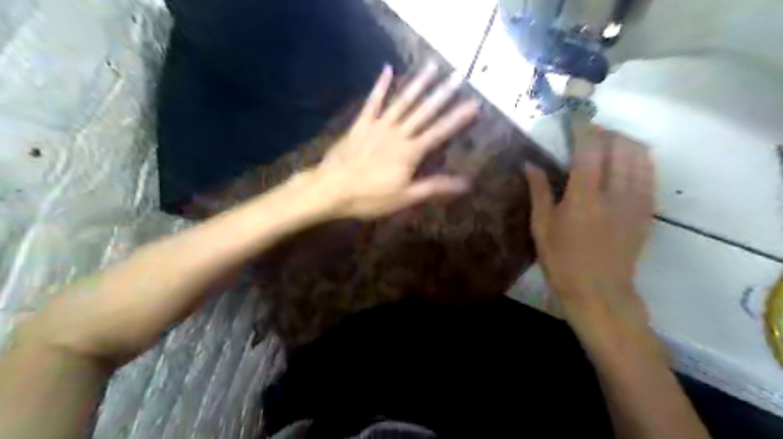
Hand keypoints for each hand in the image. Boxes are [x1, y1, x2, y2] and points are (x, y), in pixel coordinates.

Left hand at [304, 62, 476, 219]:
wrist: (332, 189)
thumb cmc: (370, 197)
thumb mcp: (405, 197)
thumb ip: (434, 186)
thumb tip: (465, 183)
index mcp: (410, 152)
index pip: (439, 132)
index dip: (457, 118)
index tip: (474, 103)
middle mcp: (398, 133)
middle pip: (424, 111)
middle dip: (443, 93)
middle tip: (458, 75)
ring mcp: (379, 125)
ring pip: (402, 101)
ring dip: (418, 83)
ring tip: (433, 65)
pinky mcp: (361, 124)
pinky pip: (372, 101)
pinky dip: (380, 85)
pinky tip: (387, 69)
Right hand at [525, 123, 656, 329]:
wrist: (599, 291)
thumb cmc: (562, 260)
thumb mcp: (541, 227)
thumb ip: (539, 191)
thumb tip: (530, 164)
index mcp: (584, 197)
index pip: (588, 150)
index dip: (583, 129)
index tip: (575, 118)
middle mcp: (615, 193)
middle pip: (619, 145)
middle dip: (605, 132)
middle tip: (589, 133)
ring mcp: (636, 201)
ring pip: (640, 155)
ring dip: (623, 142)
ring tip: (607, 145)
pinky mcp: (647, 210)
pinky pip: (649, 173)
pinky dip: (638, 159)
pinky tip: (625, 163)